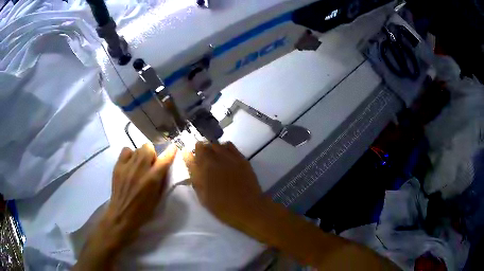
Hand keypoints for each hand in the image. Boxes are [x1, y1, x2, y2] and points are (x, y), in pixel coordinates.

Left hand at [105, 143, 176, 246]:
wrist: (122, 214)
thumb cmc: (143, 210)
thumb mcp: (157, 197)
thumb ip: (161, 180)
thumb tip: (163, 167)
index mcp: (152, 179)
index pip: (164, 159)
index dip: (170, 152)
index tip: (173, 147)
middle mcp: (140, 169)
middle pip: (149, 148)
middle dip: (152, 154)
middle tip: (150, 164)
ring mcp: (128, 166)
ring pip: (138, 148)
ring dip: (141, 155)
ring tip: (139, 165)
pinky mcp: (118, 166)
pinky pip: (126, 150)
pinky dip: (130, 155)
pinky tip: (130, 164)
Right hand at [183, 142, 262, 225]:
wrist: (248, 209)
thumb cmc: (222, 207)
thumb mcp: (202, 195)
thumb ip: (194, 175)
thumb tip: (187, 157)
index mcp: (204, 168)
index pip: (194, 151)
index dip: (192, 154)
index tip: (194, 160)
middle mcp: (216, 159)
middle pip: (204, 145)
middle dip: (201, 151)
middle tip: (204, 162)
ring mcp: (230, 157)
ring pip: (216, 144)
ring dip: (212, 149)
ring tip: (214, 158)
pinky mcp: (241, 158)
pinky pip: (229, 145)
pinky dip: (224, 148)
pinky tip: (225, 156)